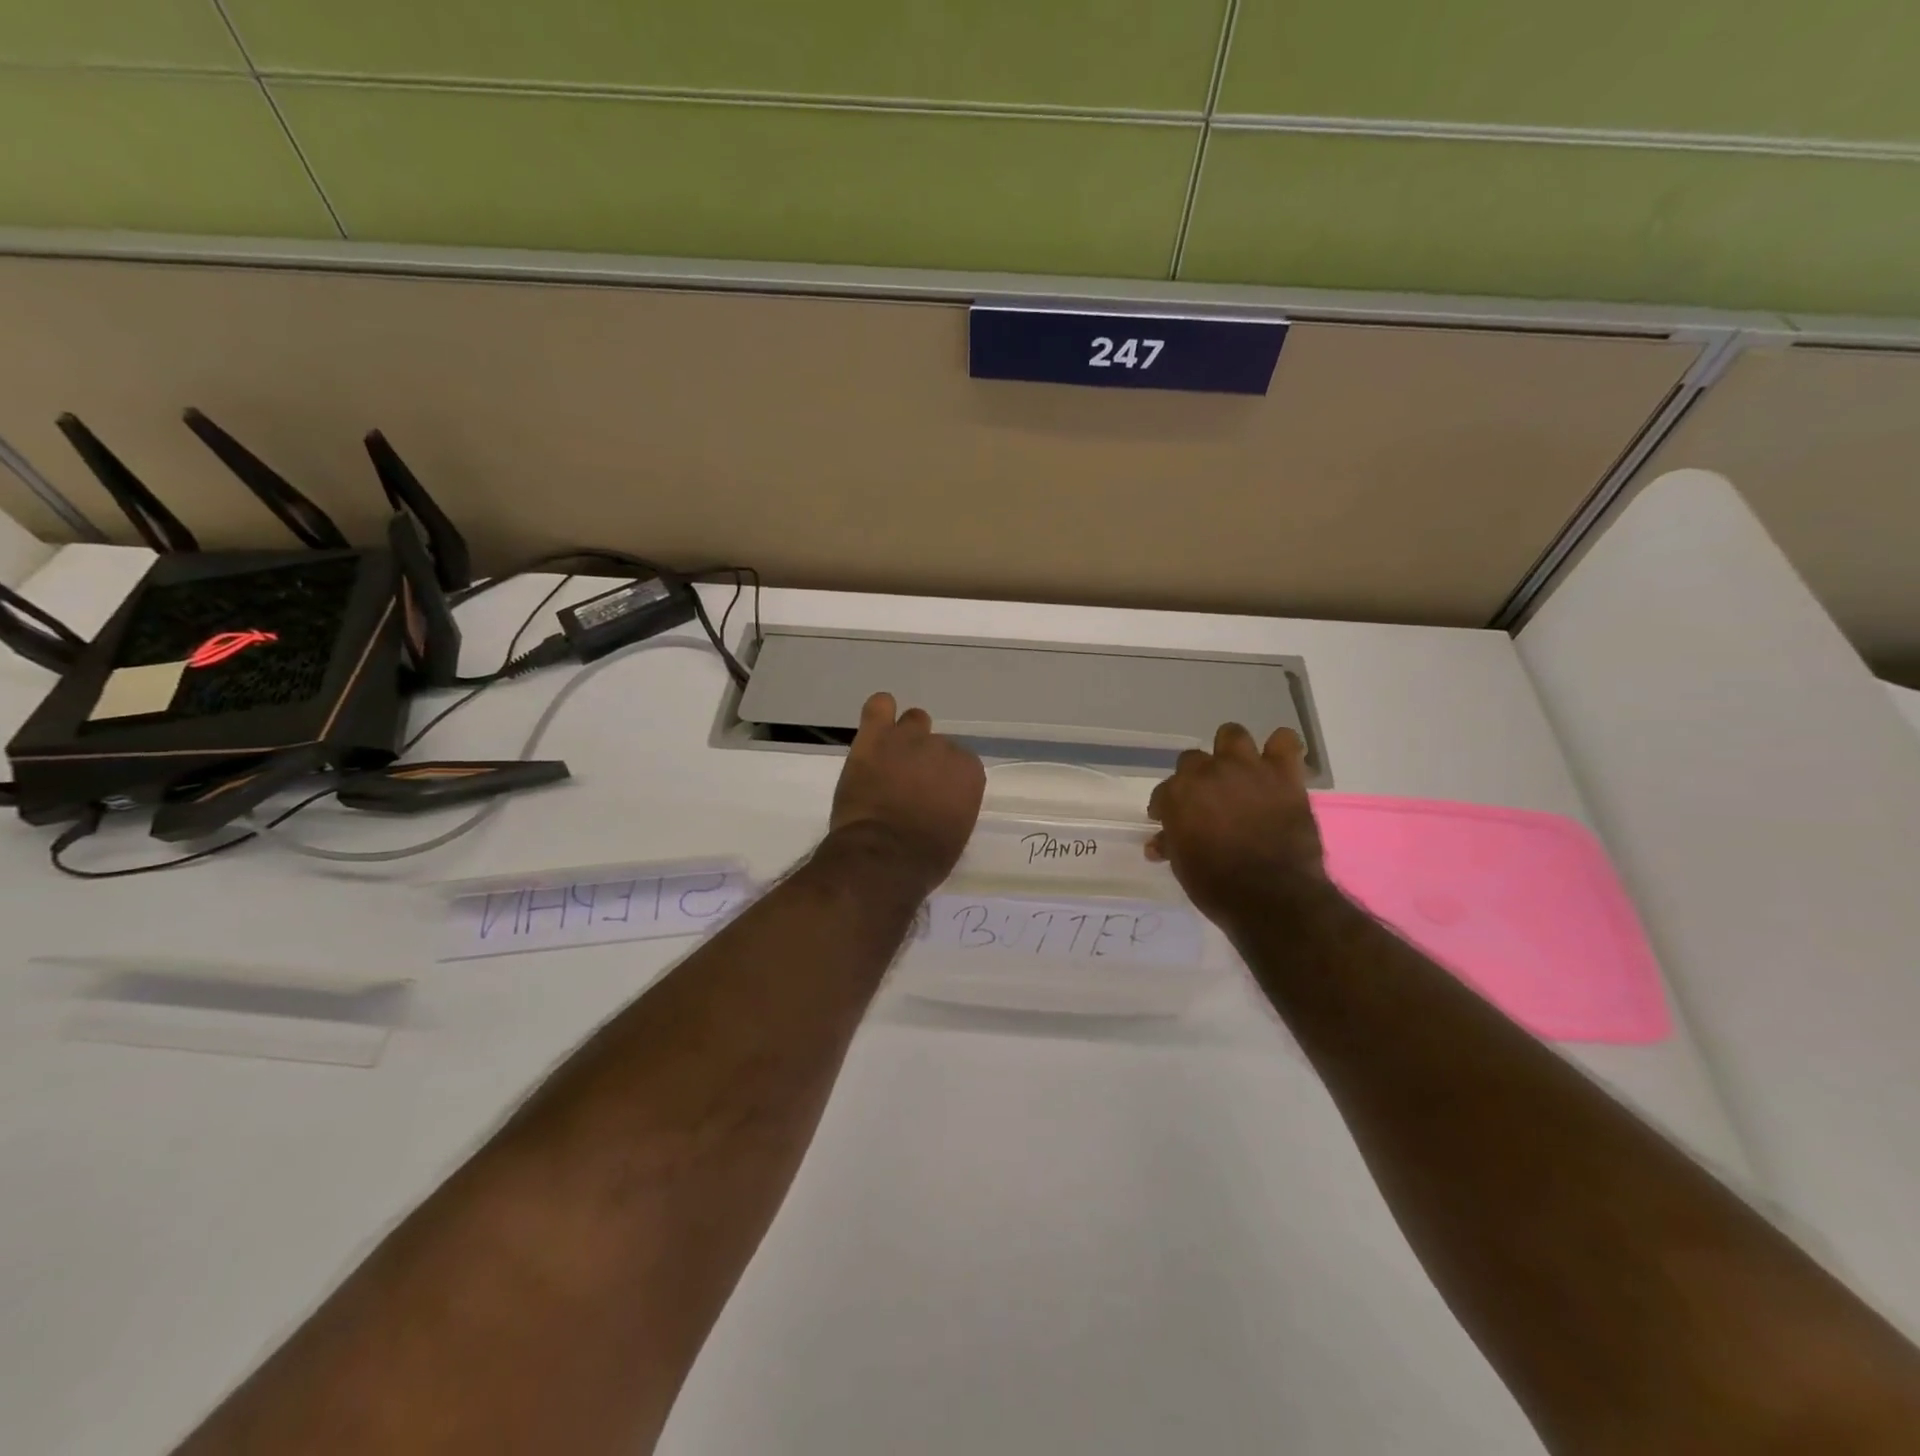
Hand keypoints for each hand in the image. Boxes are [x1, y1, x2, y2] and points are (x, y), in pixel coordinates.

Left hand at [829, 692, 985, 890]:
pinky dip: (879, 713)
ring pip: (913, 721)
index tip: (933, 795)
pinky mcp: (874, 737)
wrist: (882, 857)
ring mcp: (907, 739)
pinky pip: (879, 706)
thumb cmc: (925, 858)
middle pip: (936, 743)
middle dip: (924, 761)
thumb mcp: (956, 831)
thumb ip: (955, 803)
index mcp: (969, 772)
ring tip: (891, 759)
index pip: (961, 763)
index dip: (944, 778)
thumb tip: (941, 799)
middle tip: (908, 784)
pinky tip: (876, 727)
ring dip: (905, 738)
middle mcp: (943, 747)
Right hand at [1146, 723, 1329, 922]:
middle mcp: (1207, 773)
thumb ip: (1171, 845)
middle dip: (1197, 778)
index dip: (1167, 806)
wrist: (1272, 896)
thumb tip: (1158, 844)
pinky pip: (1284, 741)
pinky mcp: (1284, 774)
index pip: (1164, 790)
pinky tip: (1277, 766)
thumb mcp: (1183, 867)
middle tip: (1207, 799)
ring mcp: (1247, 769)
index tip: (1171, 821)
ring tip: (1238, 773)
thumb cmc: (1217, 886)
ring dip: (1232, 752)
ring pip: (1232, 735)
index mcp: (1177, 794)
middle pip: (1193, 759)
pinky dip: (1280, 750)